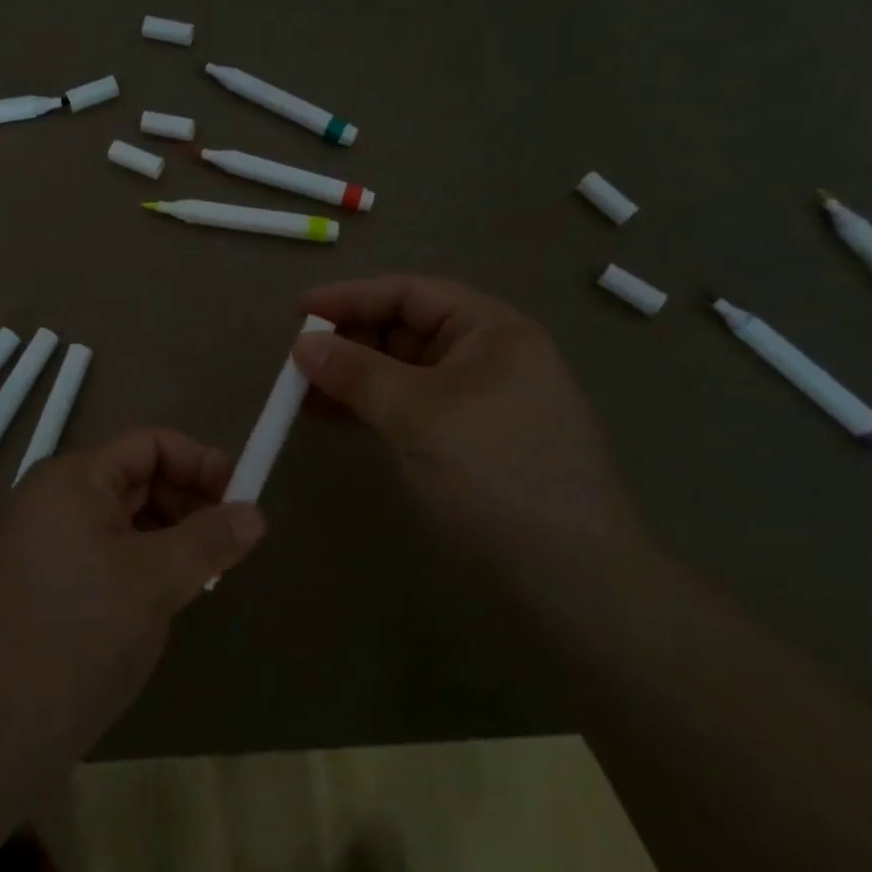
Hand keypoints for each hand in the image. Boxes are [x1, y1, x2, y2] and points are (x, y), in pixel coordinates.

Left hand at [0, 428, 265, 764]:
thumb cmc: (79, 635)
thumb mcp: (155, 581)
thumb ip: (209, 540)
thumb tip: (256, 513)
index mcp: (73, 479)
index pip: (149, 444)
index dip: (200, 462)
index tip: (242, 498)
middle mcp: (55, 498)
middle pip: (137, 478)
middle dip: (188, 502)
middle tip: (229, 544)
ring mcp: (46, 541)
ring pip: (124, 519)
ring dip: (169, 536)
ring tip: (204, 575)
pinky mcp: (47, 581)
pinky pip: (107, 552)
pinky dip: (143, 563)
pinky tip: (166, 598)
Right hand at [292, 276, 633, 564]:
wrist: (574, 578)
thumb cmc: (496, 473)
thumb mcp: (418, 414)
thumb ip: (356, 372)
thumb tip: (302, 346)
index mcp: (491, 330)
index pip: (410, 293)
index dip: (351, 297)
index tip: (298, 312)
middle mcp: (487, 355)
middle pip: (405, 329)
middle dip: (349, 341)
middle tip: (297, 361)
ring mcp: (478, 400)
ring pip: (402, 371)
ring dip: (353, 378)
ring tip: (302, 394)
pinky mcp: (468, 440)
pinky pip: (409, 407)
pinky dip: (371, 407)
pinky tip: (333, 418)